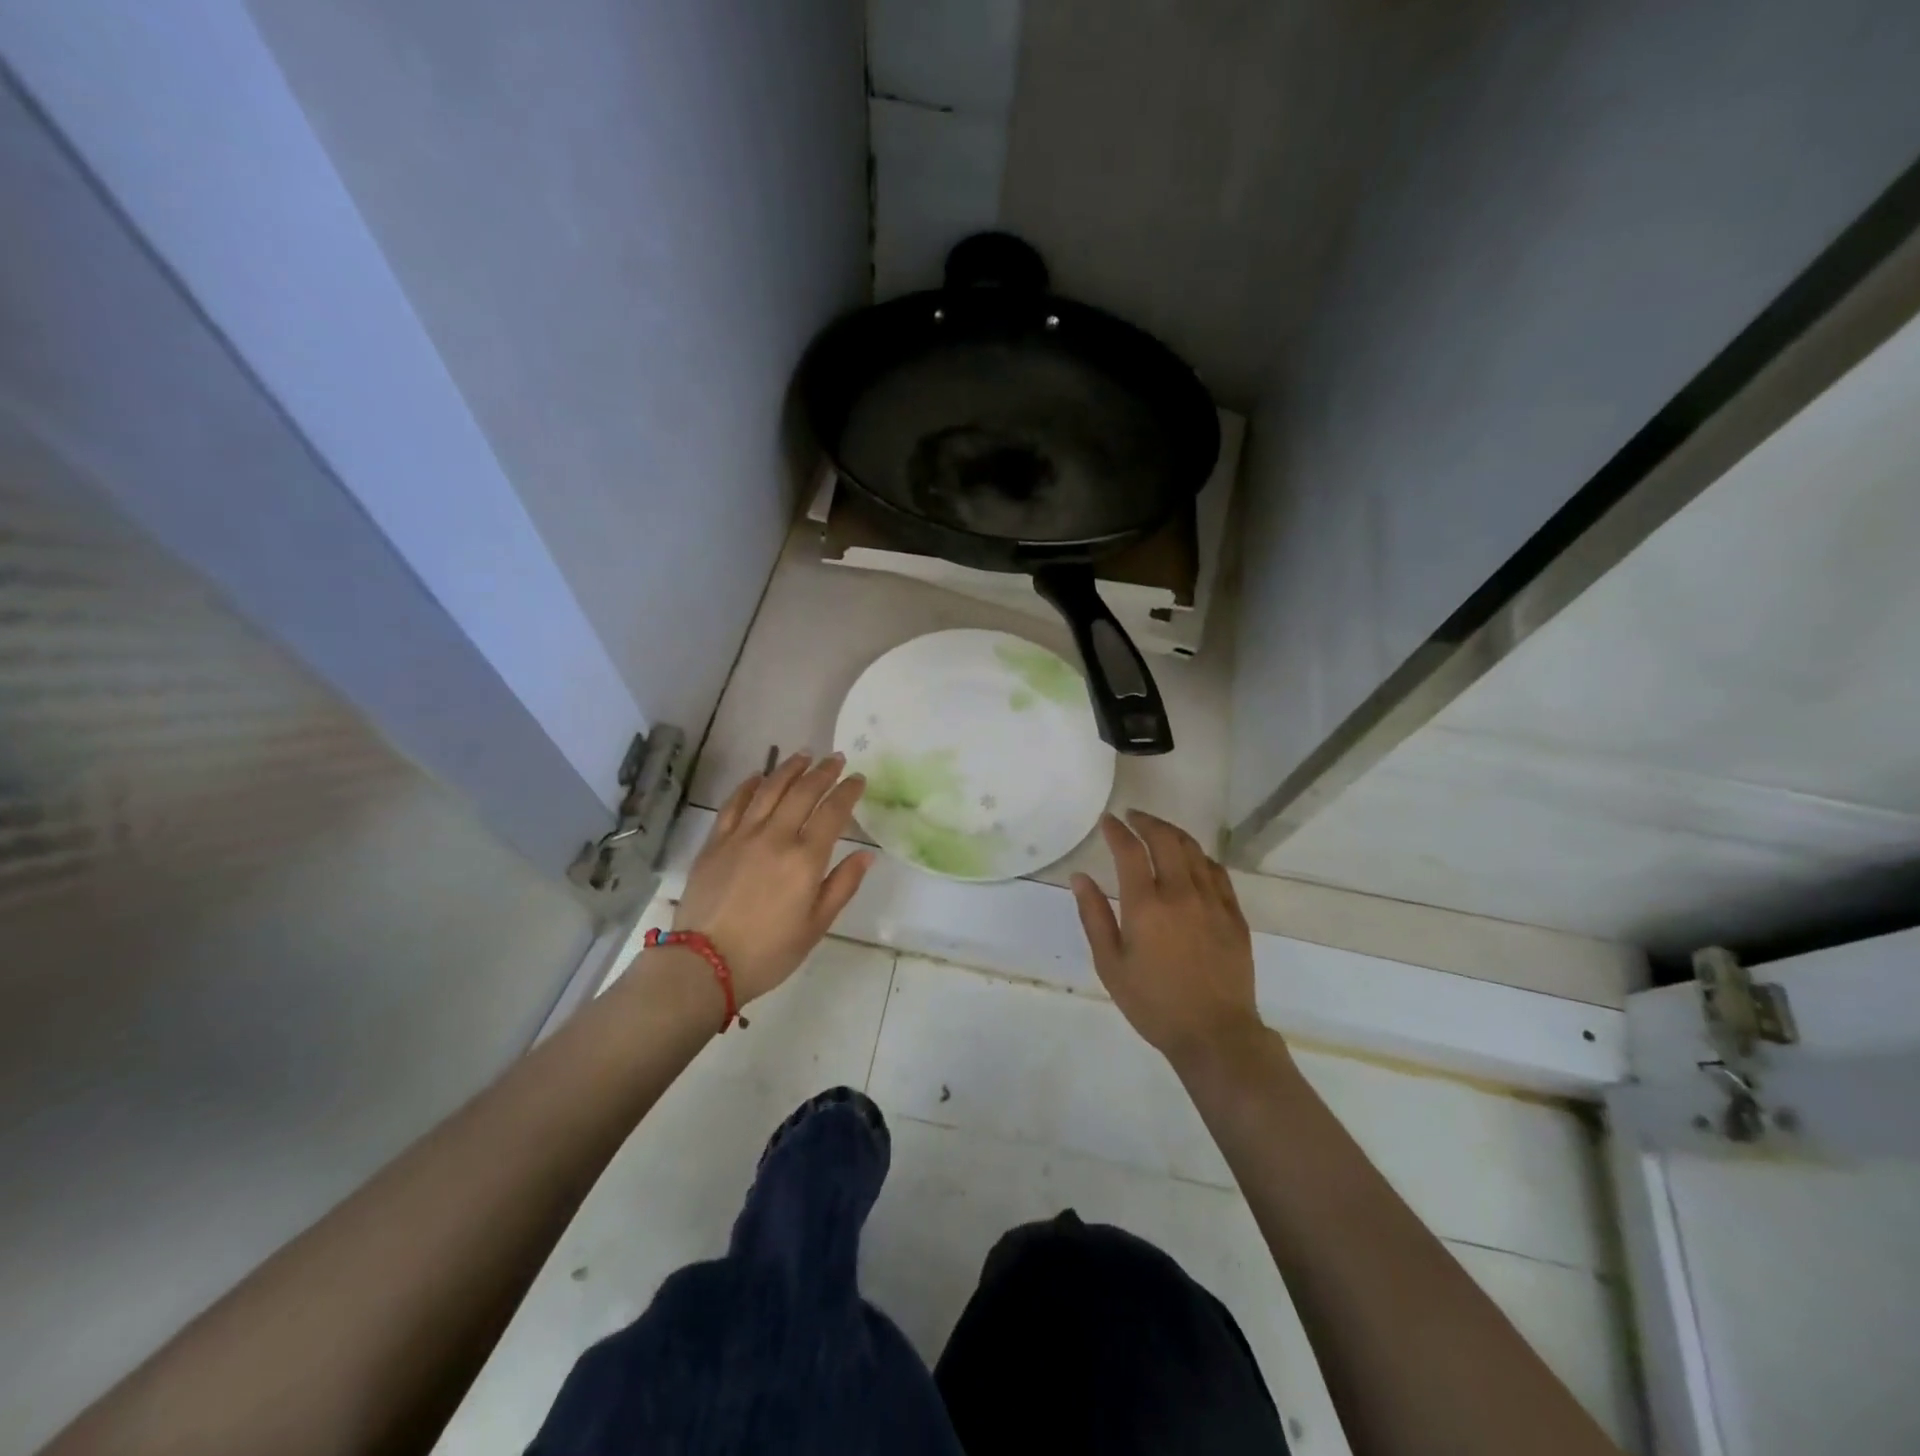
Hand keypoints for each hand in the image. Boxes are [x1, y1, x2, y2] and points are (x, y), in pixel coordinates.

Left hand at [669, 753, 873, 1003]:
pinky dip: (749, 786)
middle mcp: (775, 837)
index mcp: (805, 859)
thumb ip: (842, 886)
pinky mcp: (715, 842)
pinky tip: (758, 776)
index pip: (833, 812)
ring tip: (804, 755)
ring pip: (769, 790)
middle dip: (823, 772)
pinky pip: (734, 804)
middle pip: (803, 792)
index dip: (848, 791)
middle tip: (836, 758)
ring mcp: (742, 836)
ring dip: (789, 769)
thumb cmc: (769, 952)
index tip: (858, 778)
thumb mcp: (816, 926)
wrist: (704, 964)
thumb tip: (866, 855)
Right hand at [1071, 811, 1263, 1070]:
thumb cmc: (1153, 1004)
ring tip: (1158, 831)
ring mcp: (1213, 902)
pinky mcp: (1234, 915)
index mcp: (1146, 905)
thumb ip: (1094, 916)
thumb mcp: (1110, 964)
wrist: (1214, 1034)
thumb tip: (1080, 877)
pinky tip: (1192, 859)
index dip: (1116, 830)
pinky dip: (1200, 857)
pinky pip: (1218, 873)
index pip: (1129, 851)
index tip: (1108, 821)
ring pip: (1194, 851)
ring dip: (1173, 834)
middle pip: (1166, 840)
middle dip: (1146, 822)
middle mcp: (1181, 893)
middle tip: (1133, 817)